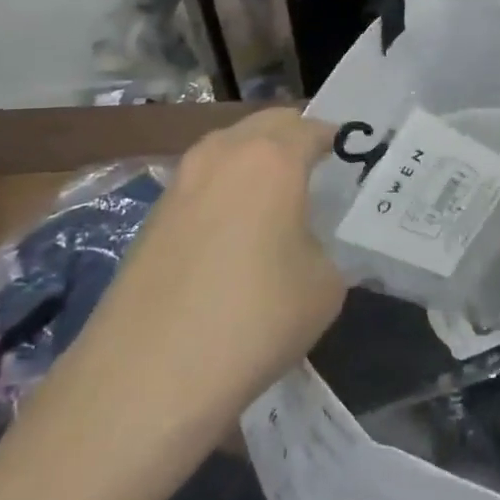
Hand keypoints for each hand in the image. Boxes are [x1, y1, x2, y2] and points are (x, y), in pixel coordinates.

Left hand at [77, 107, 344, 407]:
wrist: (147, 375)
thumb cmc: (254, 319)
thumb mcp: (324, 286)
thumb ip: (325, 248)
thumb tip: (305, 246)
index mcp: (272, 158)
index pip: (313, 128)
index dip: (337, 140)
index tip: (352, 161)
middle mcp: (222, 153)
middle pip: (267, 125)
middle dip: (295, 138)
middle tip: (318, 172)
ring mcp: (180, 181)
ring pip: (229, 149)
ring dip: (255, 161)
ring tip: (276, 201)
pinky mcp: (153, 214)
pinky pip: (203, 182)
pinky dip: (225, 191)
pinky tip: (234, 234)